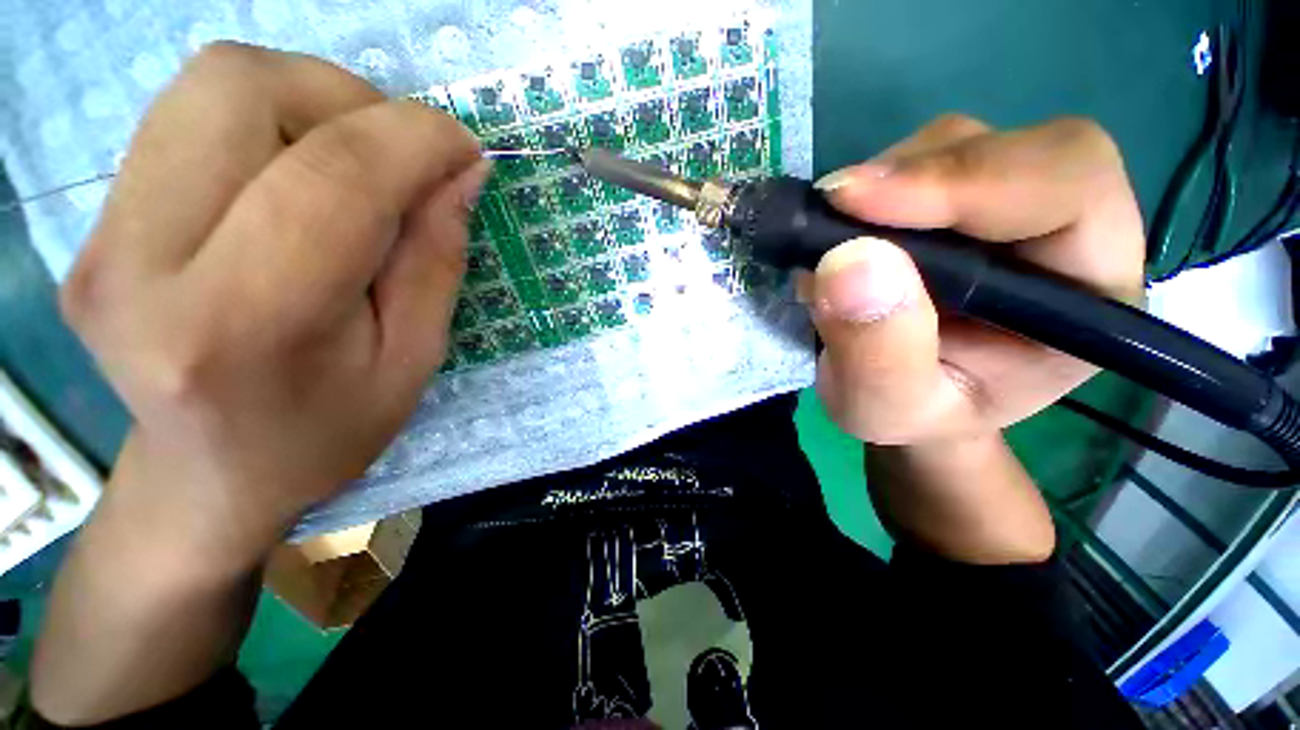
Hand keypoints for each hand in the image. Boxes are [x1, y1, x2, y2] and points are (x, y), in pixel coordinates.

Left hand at [61, 43, 488, 561]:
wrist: (209, 477)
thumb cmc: (328, 430)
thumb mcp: (414, 358)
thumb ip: (436, 258)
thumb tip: (463, 171)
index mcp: (244, 323)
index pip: (333, 176)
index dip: (415, 138)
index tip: (464, 148)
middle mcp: (142, 262)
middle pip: (242, 86)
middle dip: (349, 98)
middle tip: (399, 157)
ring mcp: (102, 236)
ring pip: (211, 82)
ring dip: (309, 100)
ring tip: (352, 165)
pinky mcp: (95, 223)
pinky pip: (189, 115)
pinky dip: (267, 120)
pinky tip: (295, 177)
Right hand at [800, 115, 1144, 445]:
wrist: (903, 398)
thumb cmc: (912, 415)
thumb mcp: (886, 408)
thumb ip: (877, 352)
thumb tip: (848, 261)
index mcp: (1089, 295)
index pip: (1067, 187)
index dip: (966, 180)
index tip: (856, 202)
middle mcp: (1063, 231)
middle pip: (1009, 149)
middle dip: (912, 176)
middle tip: (831, 212)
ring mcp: (1005, 206)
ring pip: (952, 146)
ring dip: (880, 186)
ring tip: (832, 246)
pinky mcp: (954, 200)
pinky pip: (912, 163)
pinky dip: (865, 192)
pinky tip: (841, 236)